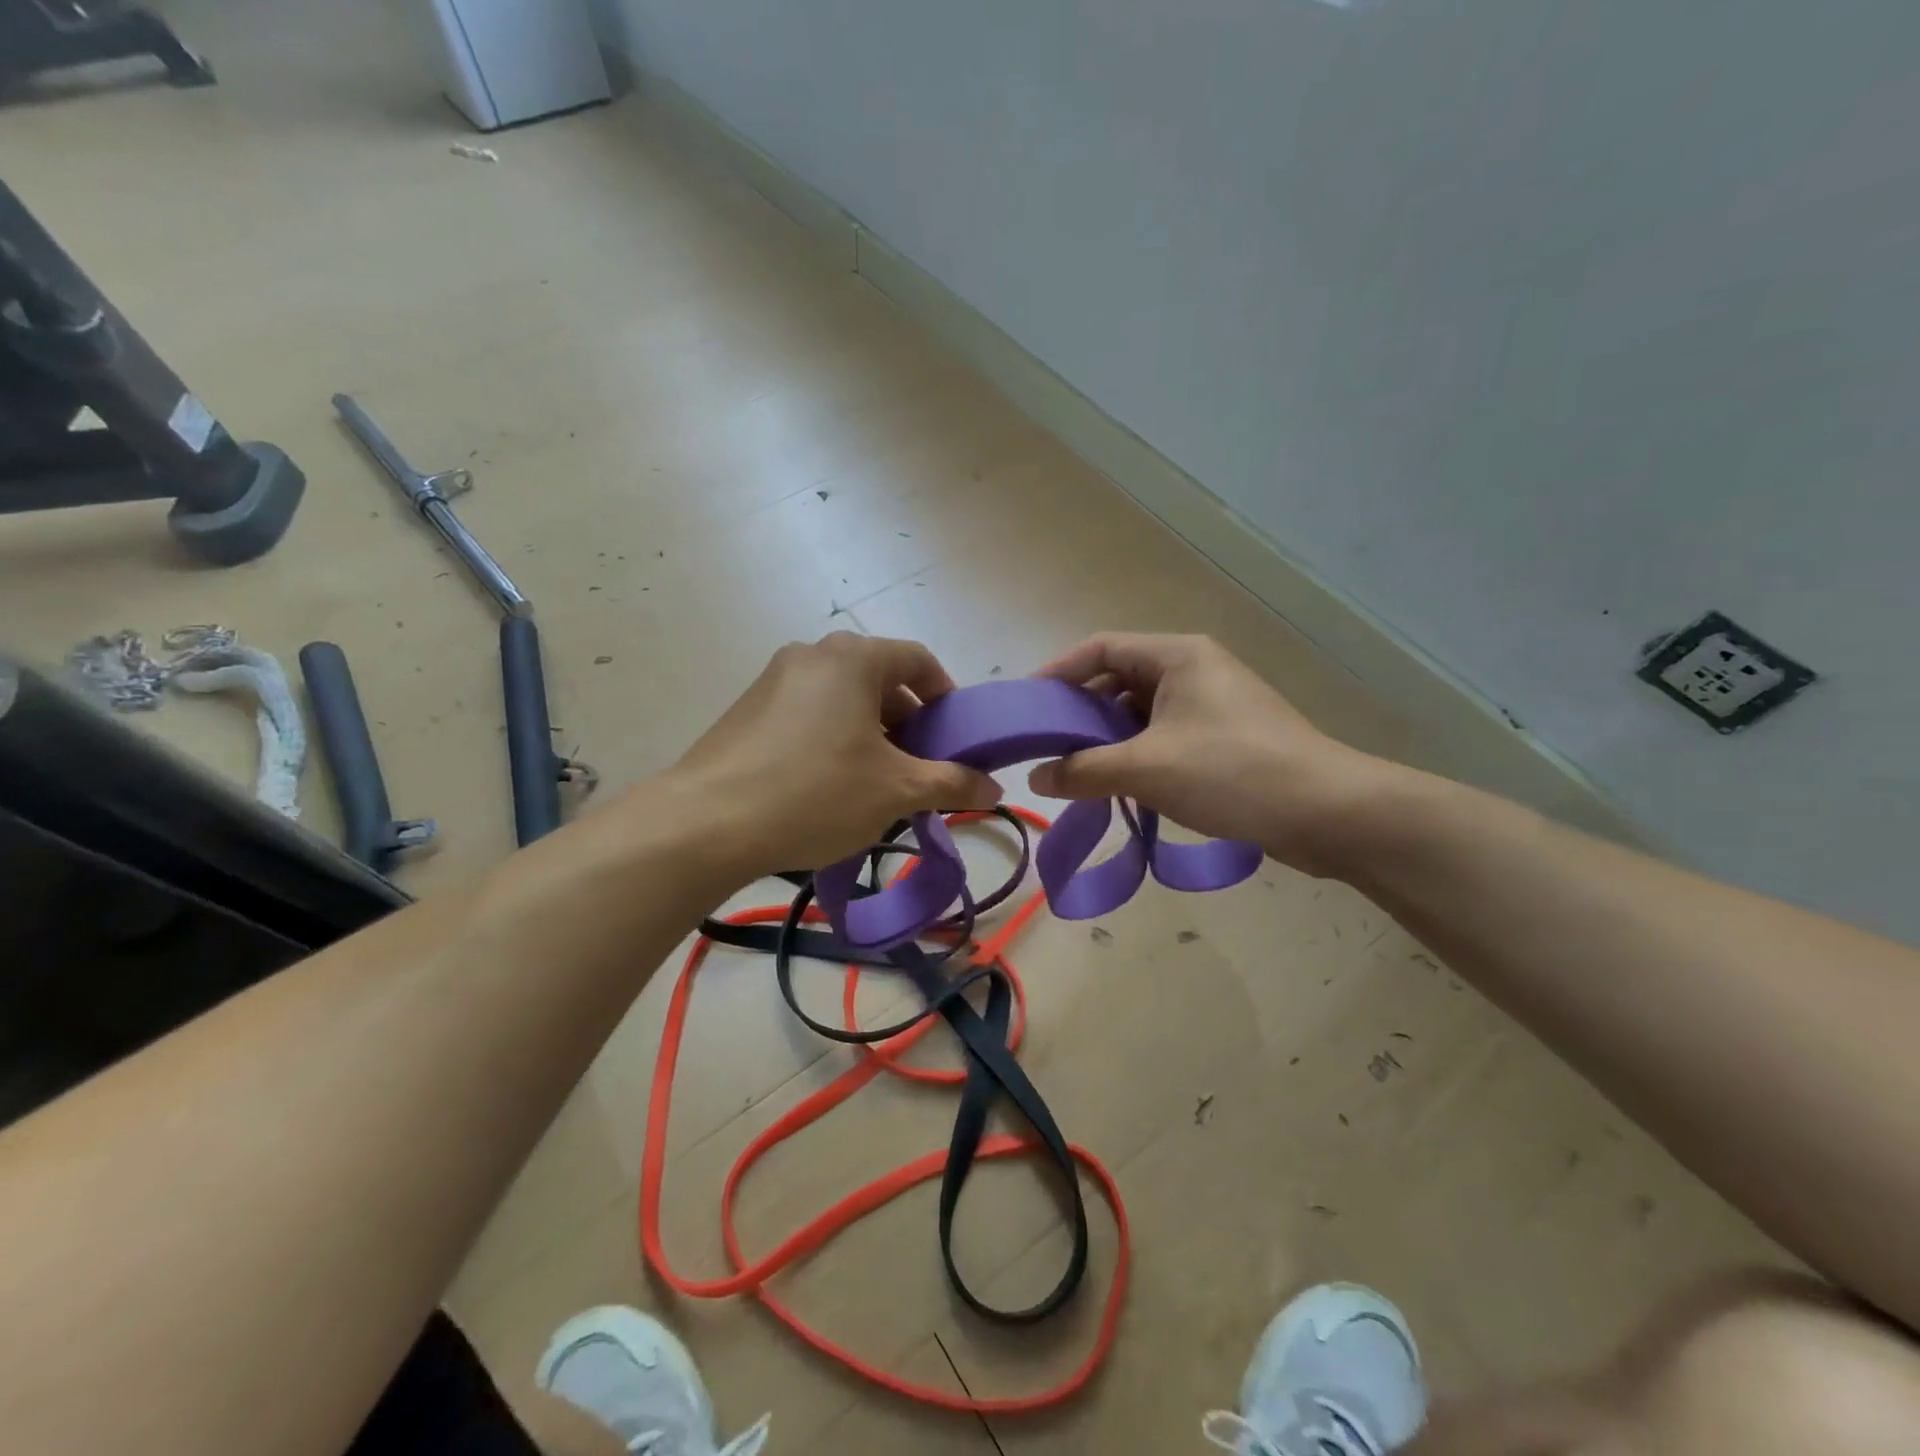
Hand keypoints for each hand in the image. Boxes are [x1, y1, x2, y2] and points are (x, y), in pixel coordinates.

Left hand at [668, 632, 1001, 880]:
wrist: (705, 823)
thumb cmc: (815, 793)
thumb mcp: (895, 791)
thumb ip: (951, 783)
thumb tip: (995, 789)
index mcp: (854, 658)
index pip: (919, 660)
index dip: (946, 696)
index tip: (955, 737)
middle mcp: (813, 654)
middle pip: (880, 679)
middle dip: (909, 722)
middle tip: (919, 768)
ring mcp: (774, 679)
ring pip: (843, 698)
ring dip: (872, 733)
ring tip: (877, 784)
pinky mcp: (748, 709)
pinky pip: (809, 713)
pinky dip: (833, 738)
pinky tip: (830, 786)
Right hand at [1030, 633, 1391, 874]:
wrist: (1328, 813)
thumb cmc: (1231, 772)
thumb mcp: (1146, 769)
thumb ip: (1083, 771)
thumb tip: (1035, 778)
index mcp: (1177, 655)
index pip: (1100, 647)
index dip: (1059, 672)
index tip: (1027, 706)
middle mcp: (1194, 669)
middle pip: (1119, 679)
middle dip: (1081, 711)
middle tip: (1046, 745)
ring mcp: (1212, 704)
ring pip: (1141, 712)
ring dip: (1108, 739)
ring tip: (1076, 771)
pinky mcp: (1224, 738)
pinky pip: (1164, 736)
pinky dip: (1136, 755)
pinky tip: (1120, 786)